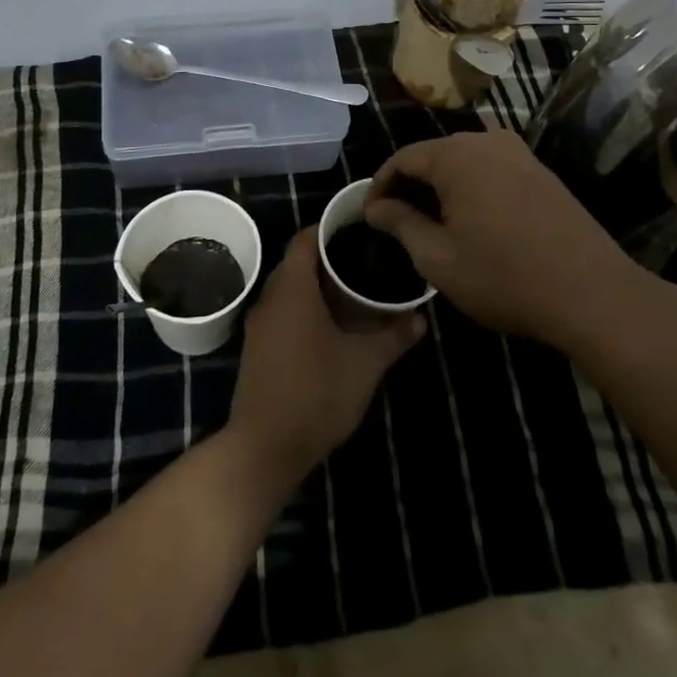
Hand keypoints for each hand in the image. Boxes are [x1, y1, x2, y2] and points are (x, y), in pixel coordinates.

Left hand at [226, 229, 422, 479]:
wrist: (264, 446)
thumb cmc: (317, 393)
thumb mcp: (364, 364)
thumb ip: (393, 337)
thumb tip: (420, 317)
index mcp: (292, 288)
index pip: (304, 240)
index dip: (327, 230)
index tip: (355, 230)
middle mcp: (269, 298)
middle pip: (295, 263)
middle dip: (324, 259)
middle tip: (360, 262)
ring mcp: (258, 325)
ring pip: (286, 290)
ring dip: (313, 287)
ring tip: (349, 292)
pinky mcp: (255, 349)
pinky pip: (280, 313)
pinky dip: (301, 309)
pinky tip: (326, 327)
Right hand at [364, 130, 647, 344]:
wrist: (593, 294)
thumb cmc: (504, 276)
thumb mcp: (438, 258)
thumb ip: (401, 225)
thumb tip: (375, 208)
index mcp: (455, 156)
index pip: (403, 158)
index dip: (380, 185)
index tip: (370, 215)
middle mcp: (486, 142)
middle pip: (434, 154)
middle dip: (411, 184)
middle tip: (398, 221)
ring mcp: (519, 154)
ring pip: (465, 161)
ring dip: (443, 186)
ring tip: (433, 222)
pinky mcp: (542, 172)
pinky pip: (493, 169)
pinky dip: (473, 187)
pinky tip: (474, 220)